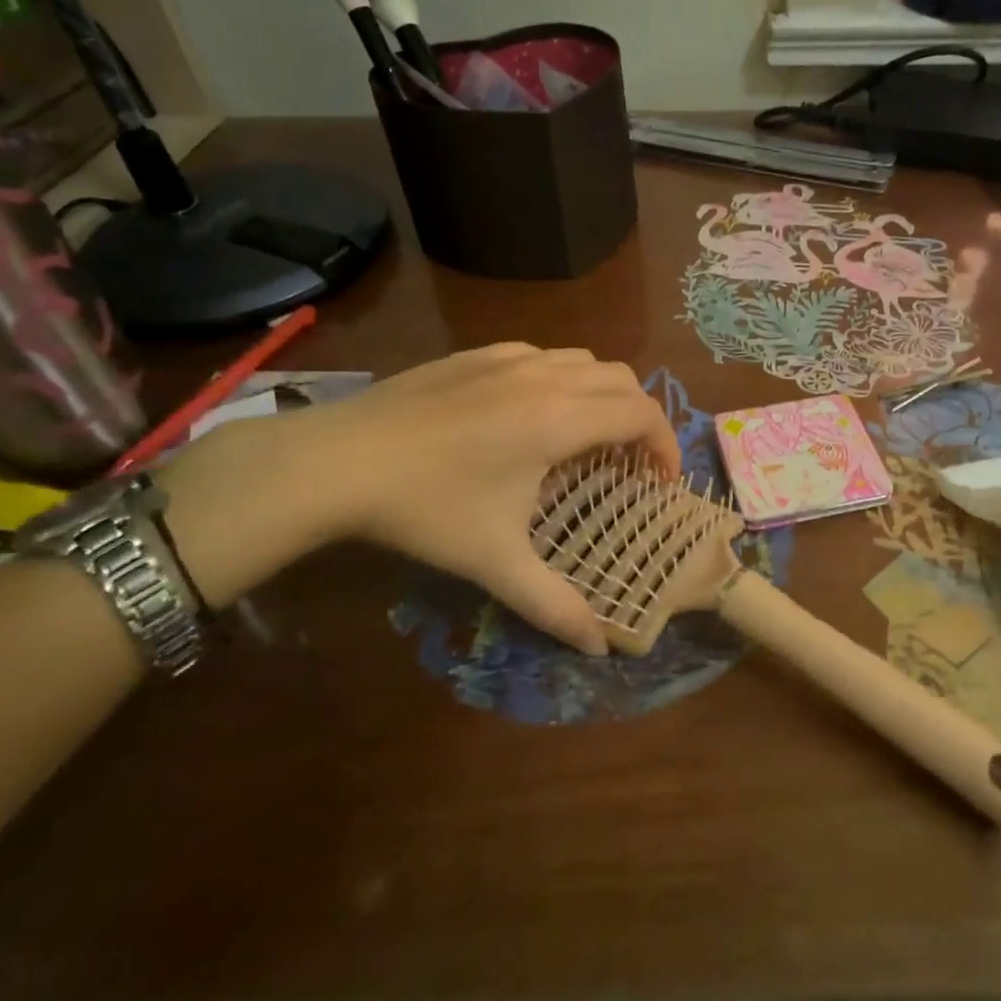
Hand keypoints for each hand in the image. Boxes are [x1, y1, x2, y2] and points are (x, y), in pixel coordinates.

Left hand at [162, 345, 679, 654]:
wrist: (336, 461)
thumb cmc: (426, 508)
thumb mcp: (495, 562)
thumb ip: (554, 605)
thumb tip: (599, 648)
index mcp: (560, 419)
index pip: (642, 414)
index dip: (664, 445)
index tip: (660, 481)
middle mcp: (545, 376)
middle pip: (623, 379)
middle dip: (640, 417)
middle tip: (629, 462)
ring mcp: (508, 357)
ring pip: (583, 360)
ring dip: (602, 394)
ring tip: (587, 435)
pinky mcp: (476, 352)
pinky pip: (542, 355)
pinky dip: (562, 379)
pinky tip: (532, 413)